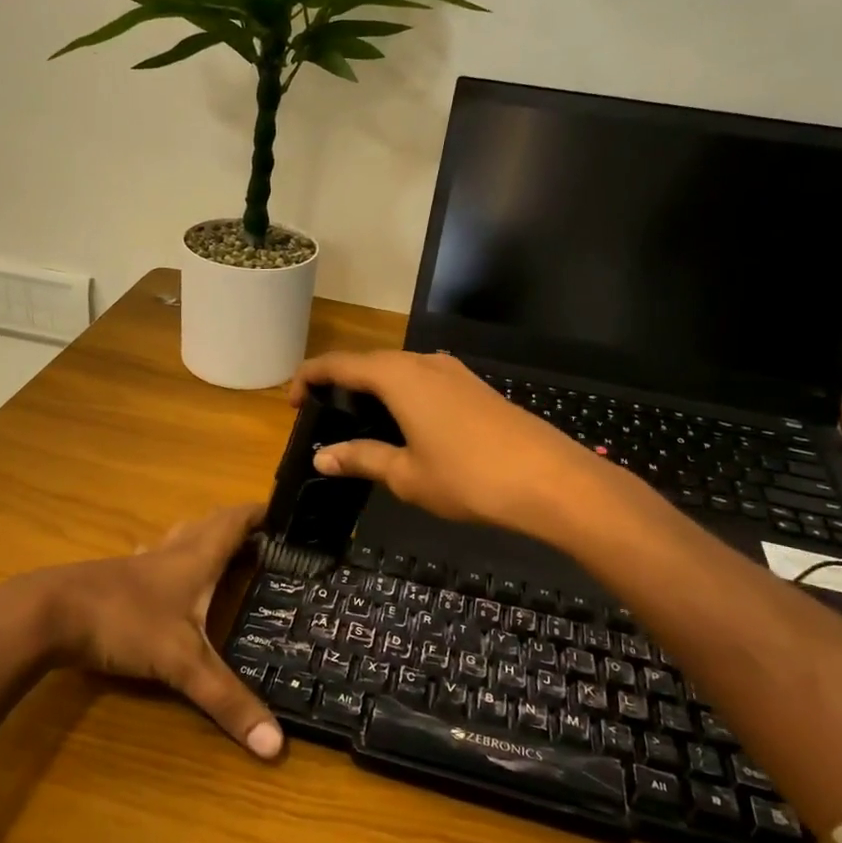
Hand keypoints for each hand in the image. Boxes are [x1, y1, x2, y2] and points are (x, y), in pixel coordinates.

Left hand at [41, 503, 282, 759]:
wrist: (49, 614)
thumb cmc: (124, 623)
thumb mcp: (181, 663)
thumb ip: (227, 700)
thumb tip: (277, 745)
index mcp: (195, 557)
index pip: (235, 521)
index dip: (261, 512)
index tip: (288, 512)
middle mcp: (172, 551)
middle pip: (210, 523)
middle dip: (238, 525)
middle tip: (265, 538)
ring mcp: (141, 562)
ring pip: (181, 537)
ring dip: (205, 537)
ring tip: (225, 553)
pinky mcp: (118, 576)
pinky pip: (156, 557)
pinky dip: (173, 558)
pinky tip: (167, 576)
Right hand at [289, 350, 616, 540]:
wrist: (549, 479)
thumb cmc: (468, 477)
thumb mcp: (406, 474)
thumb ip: (361, 458)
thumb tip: (322, 457)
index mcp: (397, 376)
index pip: (338, 364)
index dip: (309, 377)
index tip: (291, 402)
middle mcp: (422, 363)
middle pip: (368, 362)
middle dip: (339, 384)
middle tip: (322, 417)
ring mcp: (453, 372)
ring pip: (398, 370)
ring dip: (372, 389)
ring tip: (359, 422)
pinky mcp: (474, 387)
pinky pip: (423, 380)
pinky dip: (401, 395)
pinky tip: (405, 425)